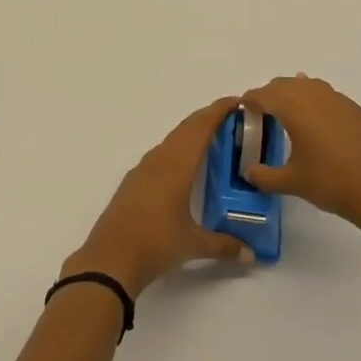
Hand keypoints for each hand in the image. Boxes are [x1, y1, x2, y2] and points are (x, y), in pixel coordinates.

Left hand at [63, 96, 253, 296]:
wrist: (110, 258)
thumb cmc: (156, 244)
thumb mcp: (193, 245)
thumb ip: (224, 245)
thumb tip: (251, 255)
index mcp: (177, 165)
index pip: (201, 127)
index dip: (218, 111)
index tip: (237, 102)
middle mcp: (160, 159)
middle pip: (186, 128)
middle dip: (208, 118)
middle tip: (231, 118)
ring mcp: (143, 169)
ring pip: (172, 140)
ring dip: (191, 133)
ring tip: (211, 140)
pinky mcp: (133, 181)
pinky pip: (161, 154)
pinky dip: (177, 150)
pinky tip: (183, 166)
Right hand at [241, 75, 360, 236]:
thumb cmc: (332, 182)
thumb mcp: (292, 182)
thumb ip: (264, 176)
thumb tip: (248, 173)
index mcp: (293, 106)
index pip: (262, 94)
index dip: (249, 102)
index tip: (242, 114)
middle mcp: (312, 93)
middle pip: (282, 84)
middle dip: (268, 96)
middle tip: (262, 118)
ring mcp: (336, 98)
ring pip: (305, 85)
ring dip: (291, 95)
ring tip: (288, 119)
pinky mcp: (354, 108)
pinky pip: (324, 94)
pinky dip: (312, 101)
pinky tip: (315, 125)